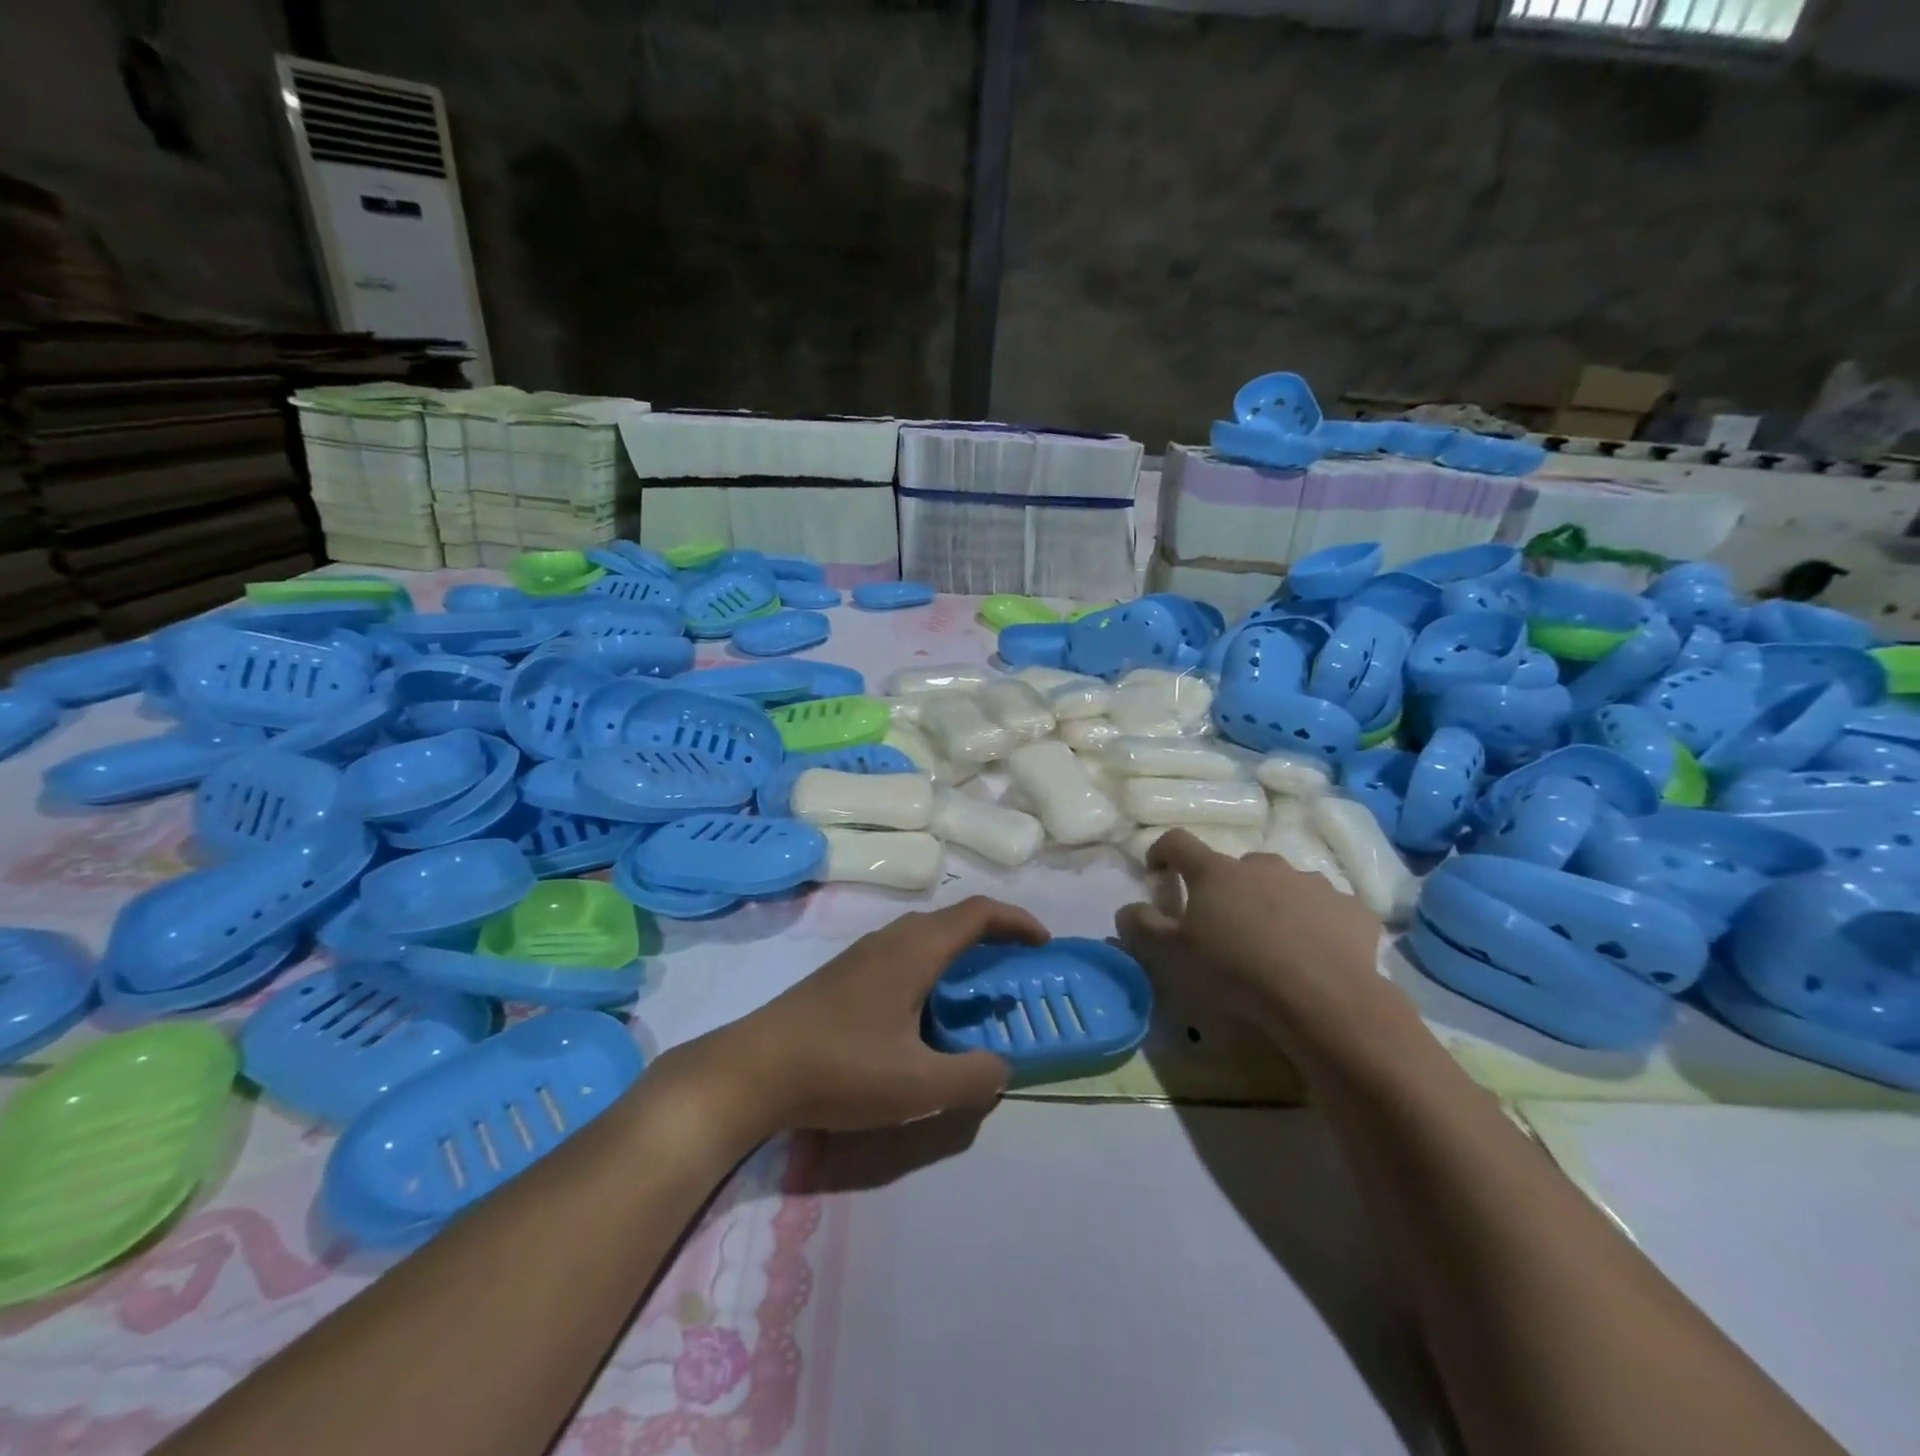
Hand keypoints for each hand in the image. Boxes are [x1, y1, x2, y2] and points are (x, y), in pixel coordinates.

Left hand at [680, 896, 1048, 1136]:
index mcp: (915, 950)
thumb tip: (1002, 1067)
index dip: (1017, 921)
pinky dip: (930, 970)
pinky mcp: (842, 976)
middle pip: (952, 921)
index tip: (1044, 944)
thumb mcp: (918, 1084)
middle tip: (1013, 974)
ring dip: (958, 956)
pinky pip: (902, 957)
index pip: (978, 913)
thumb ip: (973, 1076)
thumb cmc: (841, 1067)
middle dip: (992, 939)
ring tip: (973, 997)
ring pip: (924, 939)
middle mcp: (890, 940)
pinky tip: (922, 1016)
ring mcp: (861, 955)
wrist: (752, 1069)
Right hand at [1114, 829, 1399, 1066]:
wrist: (1324, 999)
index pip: (1178, 842)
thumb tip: (1127, 908)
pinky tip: (1315, 953)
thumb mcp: (1173, 955)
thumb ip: (1142, 926)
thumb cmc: (1236, 971)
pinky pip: (1324, 908)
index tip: (1159, 873)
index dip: (1162, 852)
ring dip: (1271, 903)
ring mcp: (1310, 882)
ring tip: (1274, 943)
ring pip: (1282, 884)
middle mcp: (1262, 864)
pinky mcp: (1350, 907)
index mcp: (1216, 872)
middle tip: (1224, 926)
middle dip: (1225, 889)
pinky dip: (1314, 922)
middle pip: (1234, 867)